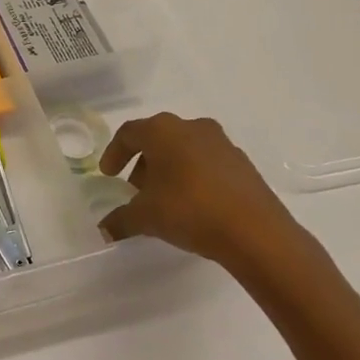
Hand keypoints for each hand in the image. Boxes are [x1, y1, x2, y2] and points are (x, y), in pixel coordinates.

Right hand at [98, 112, 301, 269]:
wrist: (256, 232)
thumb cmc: (190, 210)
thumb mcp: (146, 217)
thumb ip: (120, 219)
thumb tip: (104, 229)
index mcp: (162, 130)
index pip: (129, 133)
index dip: (114, 153)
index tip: (109, 175)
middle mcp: (191, 127)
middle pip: (157, 138)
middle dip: (143, 162)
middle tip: (135, 188)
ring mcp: (221, 143)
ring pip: (184, 148)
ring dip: (169, 168)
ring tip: (164, 198)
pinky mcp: (242, 163)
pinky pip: (207, 162)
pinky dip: (193, 175)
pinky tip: (193, 203)